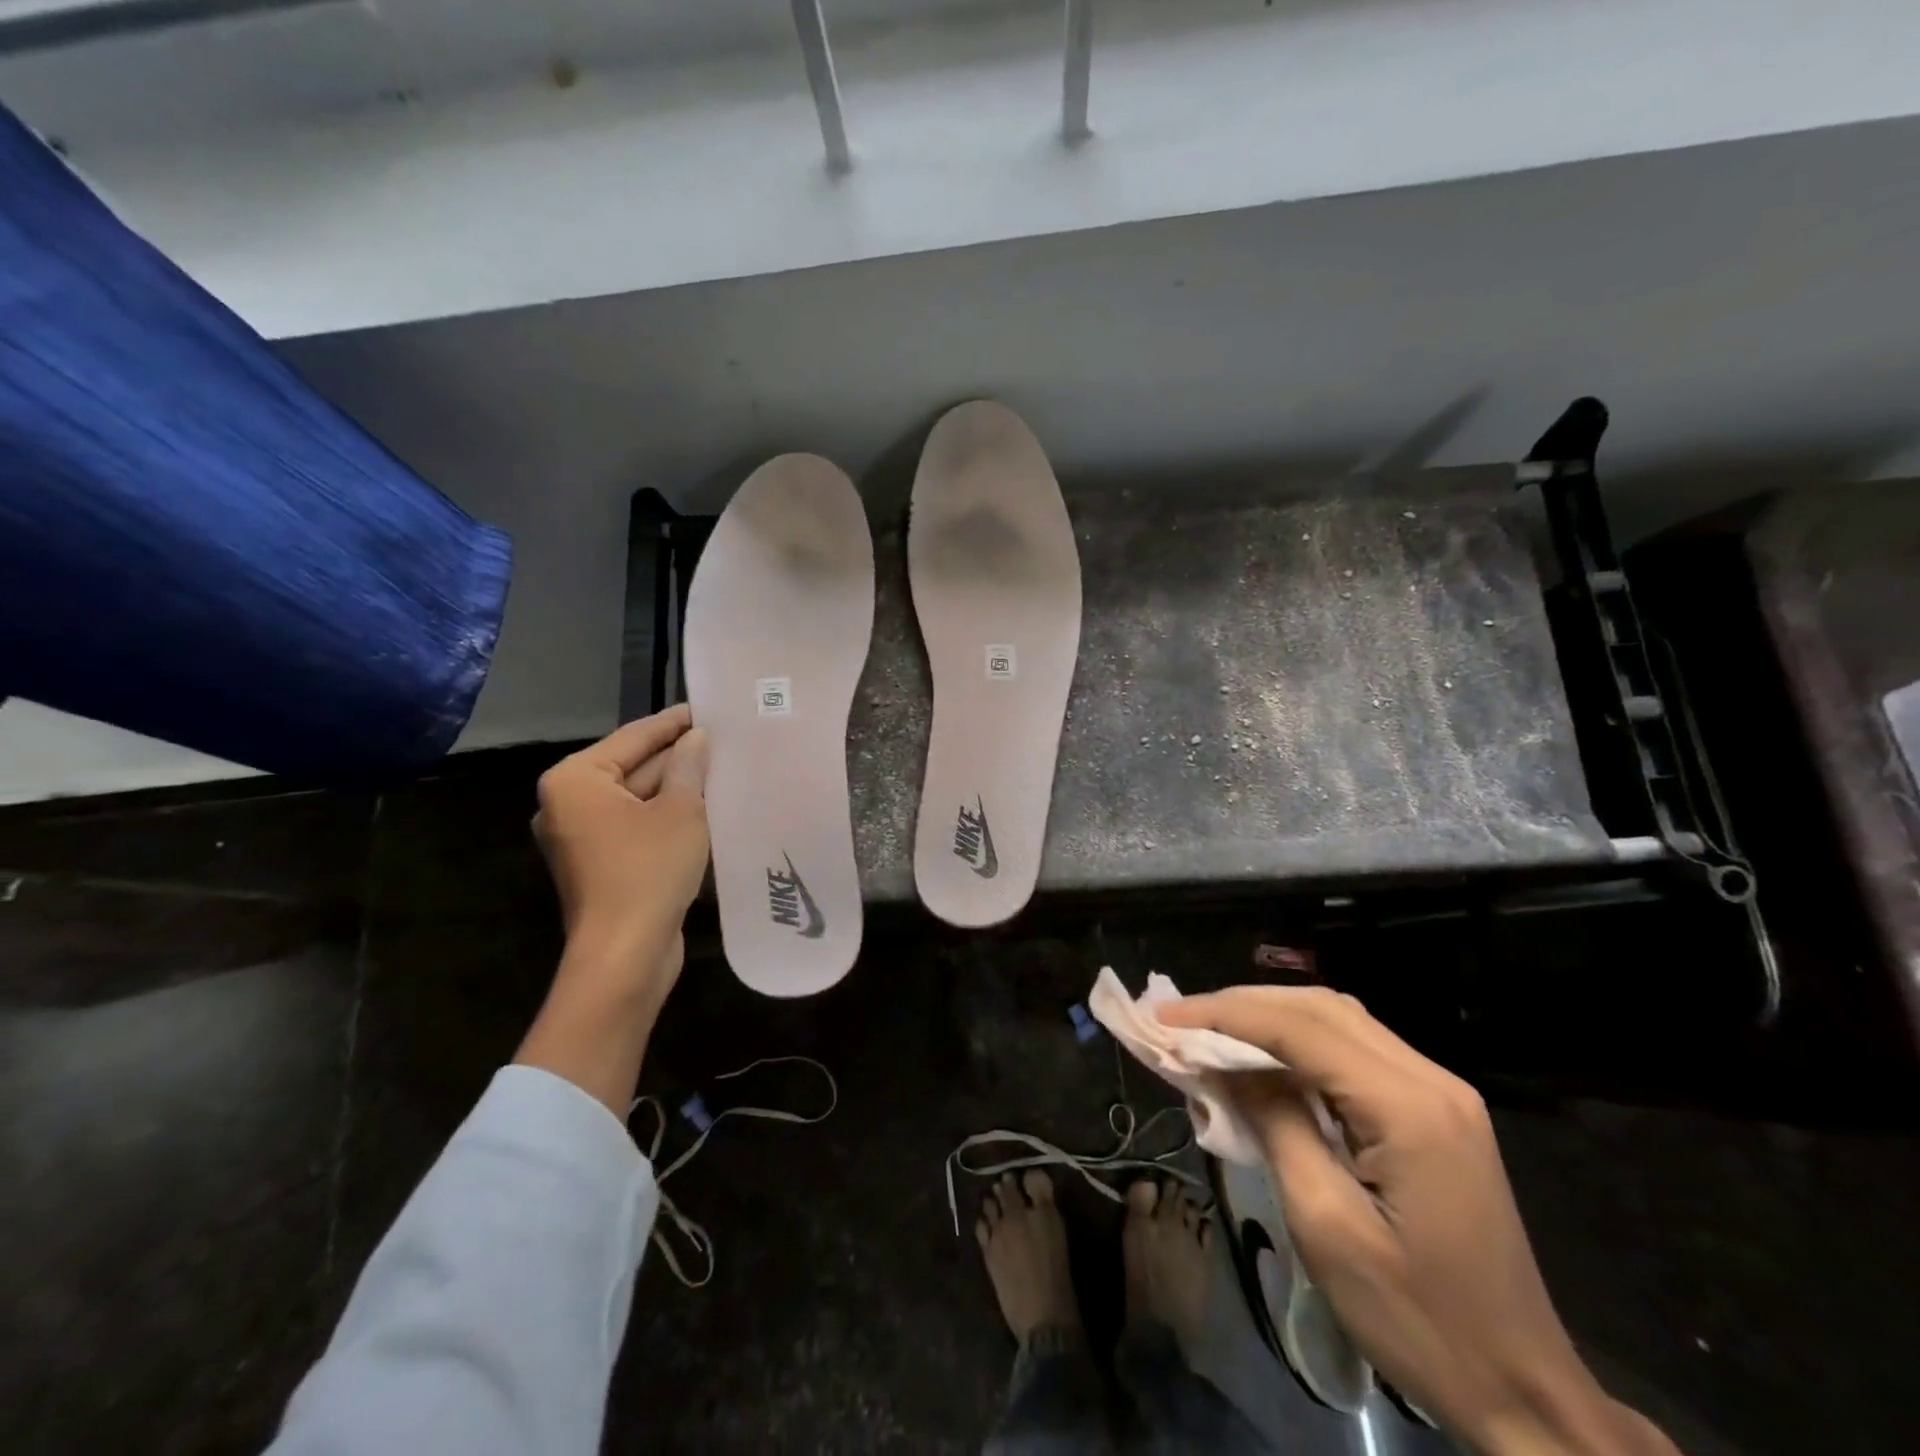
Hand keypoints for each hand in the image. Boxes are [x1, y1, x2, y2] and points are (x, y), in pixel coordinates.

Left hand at [516, 706, 709, 1112]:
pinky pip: (637, 826)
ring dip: (676, 788)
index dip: (673, 722)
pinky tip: (705, 808)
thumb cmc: (648, 870)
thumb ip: (689, 767)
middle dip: (677, 757)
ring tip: (722, 769)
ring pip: (637, 799)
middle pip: (632, 767)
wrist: (625, 953)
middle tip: (722, 740)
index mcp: (576, 780)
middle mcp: (568, 804)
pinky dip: (667, 816)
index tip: (706, 708)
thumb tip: (696, 738)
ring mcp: (582, 837)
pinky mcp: (600, 865)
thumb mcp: (681, 810)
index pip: (633, 737)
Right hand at [1157, 988, 1676, 1455]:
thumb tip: (1226, 1065)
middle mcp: (1431, 1078)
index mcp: (1408, 1107)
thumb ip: (1276, 1125)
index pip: (1300, 1028)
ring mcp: (1440, 1091)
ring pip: (1339, 1018)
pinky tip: (1267, 1060)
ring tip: (1211, 1033)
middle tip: (1180, 1021)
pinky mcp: (1437, 1109)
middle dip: (1243, 1005)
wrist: (1525, 1392)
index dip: (1225, 1014)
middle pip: (1321, 1007)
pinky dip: (1300, 1041)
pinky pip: (1355, 1049)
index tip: (1165, 1018)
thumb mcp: (1327, 1226)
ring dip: (1270, 1016)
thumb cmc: (1420, 1322)